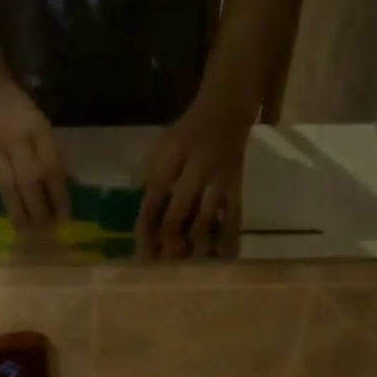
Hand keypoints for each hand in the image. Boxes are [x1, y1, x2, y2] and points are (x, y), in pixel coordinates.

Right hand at [0, 79, 68, 229]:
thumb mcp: (41, 124)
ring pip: (7, 187)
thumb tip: (68, 187)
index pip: (52, 168)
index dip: (60, 196)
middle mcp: (16, 141)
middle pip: (30, 181)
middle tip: (45, 228)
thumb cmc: (18, 110)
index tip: (66, 218)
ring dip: (17, 212)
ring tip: (24, 231)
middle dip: (39, 209)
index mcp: (37, 130)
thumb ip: (52, 153)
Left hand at [140, 90, 252, 258]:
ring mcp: (219, 180)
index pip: (154, 196)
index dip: (146, 224)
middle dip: (168, 238)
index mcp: (172, 157)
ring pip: (207, 217)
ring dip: (194, 244)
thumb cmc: (187, 133)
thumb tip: (139, 216)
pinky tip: (224, 258)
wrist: (226, 110)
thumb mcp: (162, 146)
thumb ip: (149, 177)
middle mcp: (196, 169)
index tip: (140, 249)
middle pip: (180, 210)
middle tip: (160, 263)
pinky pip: (234, 216)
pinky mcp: (236, 188)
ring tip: (186, 265)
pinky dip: (229, 238)